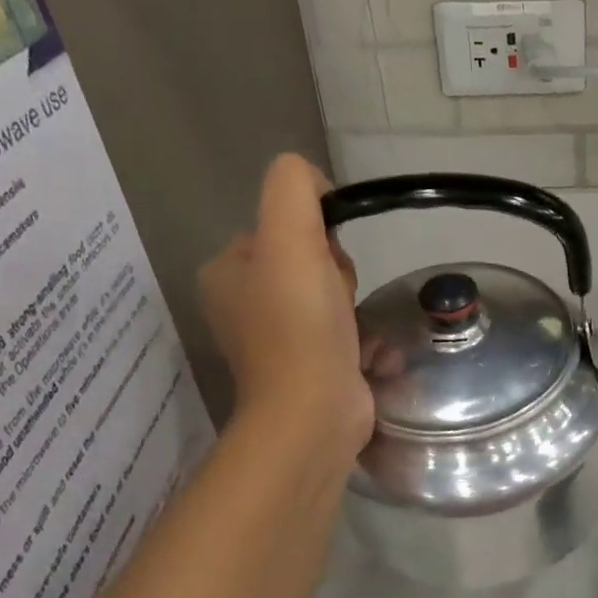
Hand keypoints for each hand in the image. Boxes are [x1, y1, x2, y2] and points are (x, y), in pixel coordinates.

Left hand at [198, 154, 373, 466]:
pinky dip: (363, 340)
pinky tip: (370, 354)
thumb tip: (315, 184)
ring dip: (355, 307)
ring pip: (332, 298)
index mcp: (227, 272)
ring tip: (356, 331)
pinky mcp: (309, 369)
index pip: (283, 227)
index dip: (317, 236)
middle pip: (310, 262)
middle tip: (340, 301)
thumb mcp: (290, 237)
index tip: (327, 264)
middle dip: (338, 275)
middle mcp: (244, 305)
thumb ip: (294, 189)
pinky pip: (344, 334)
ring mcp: (277, 341)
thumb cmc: (300, 324)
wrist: (314, 413)